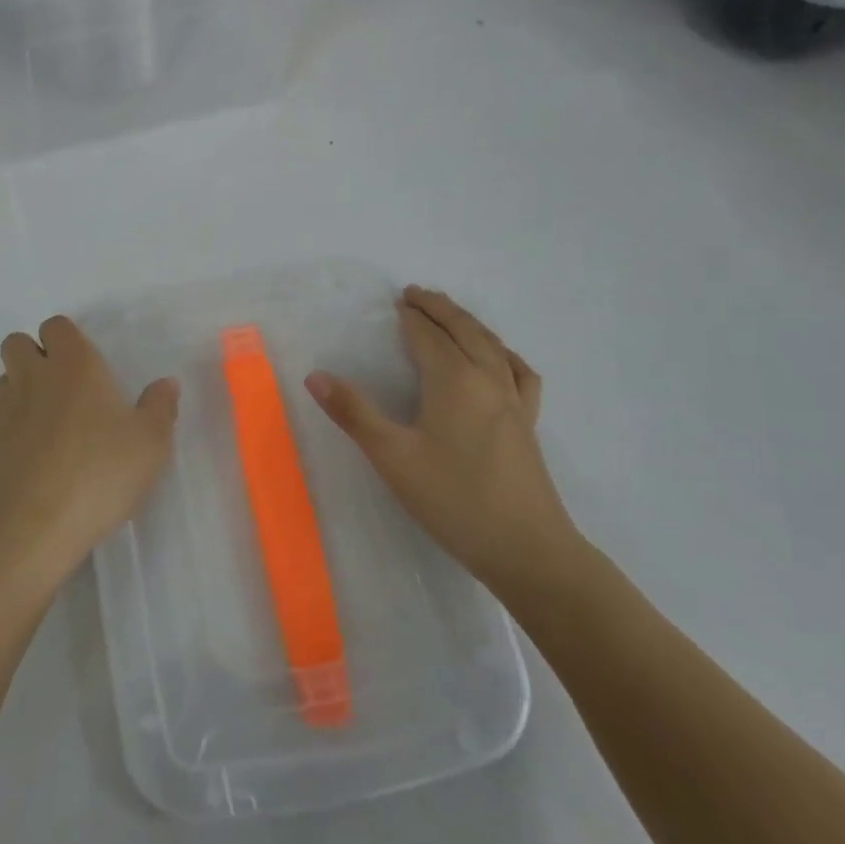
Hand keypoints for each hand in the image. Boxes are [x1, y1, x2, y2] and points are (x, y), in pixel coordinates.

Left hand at [0, 315, 179, 586]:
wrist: (31, 528)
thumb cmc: (98, 475)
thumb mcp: (150, 444)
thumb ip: (160, 407)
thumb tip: (165, 384)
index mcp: (73, 366)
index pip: (57, 326)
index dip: (69, 340)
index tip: (88, 367)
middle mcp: (32, 378)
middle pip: (17, 343)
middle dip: (35, 355)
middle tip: (64, 389)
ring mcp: (1, 411)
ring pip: (3, 380)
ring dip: (20, 390)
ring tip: (48, 424)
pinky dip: (10, 429)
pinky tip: (32, 460)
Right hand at [306, 285, 578, 599]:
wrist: (528, 549)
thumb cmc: (454, 500)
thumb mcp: (393, 457)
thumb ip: (354, 413)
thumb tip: (315, 375)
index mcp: (454, 380)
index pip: (427, 335)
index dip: (410, 316)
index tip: (394, 302)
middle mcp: (488, 379)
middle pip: (463, 329)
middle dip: (439, 308)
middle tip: (416, 294)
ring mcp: (515, 400)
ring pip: (492, 345)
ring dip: (468, 324)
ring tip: (451, 316)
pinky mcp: (529, 423)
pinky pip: (518, 372)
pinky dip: (503, 354)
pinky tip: (500, 361)